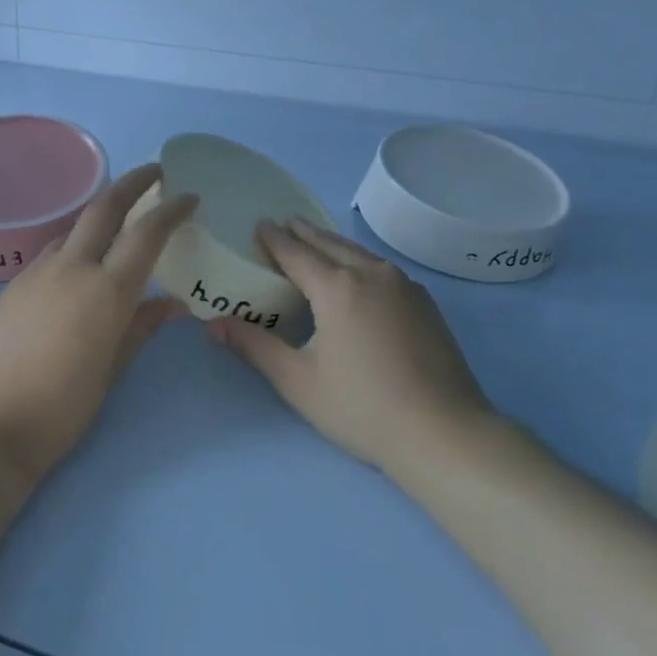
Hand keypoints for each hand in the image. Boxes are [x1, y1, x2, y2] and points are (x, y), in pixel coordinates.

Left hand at [0, 164, 197, 484]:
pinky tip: (75, 271)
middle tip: (154, 173)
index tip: (189, 196)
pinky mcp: (11, 286)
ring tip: (116, 227)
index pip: (147, 233)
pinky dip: (72, 248)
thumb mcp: (113, 369)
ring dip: (98, 217)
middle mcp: (71, 268)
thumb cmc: (63, 407)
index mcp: (106, 290)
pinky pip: (49, 254)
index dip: (171, 210)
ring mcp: (35, 273)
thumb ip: (141, 328)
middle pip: (104, 207)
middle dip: (132, 183)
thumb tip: (169, 304)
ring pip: (72, 229)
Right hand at [207, 217, 498, 474]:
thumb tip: (212, 325)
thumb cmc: (361, 407)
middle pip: (331, 244)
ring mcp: (405, 287)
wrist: (444, 432)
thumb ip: (254, 347)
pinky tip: (359, 274)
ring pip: (360, 253)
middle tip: (284, 223)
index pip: (297, 253)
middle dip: (304, 233)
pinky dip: (360, 261)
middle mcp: (372, 275)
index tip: (259, 224)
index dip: (275, 239)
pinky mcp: (426, 304)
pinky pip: (382, 269)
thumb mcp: (298, 380)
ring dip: (334, 244)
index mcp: (337, 288)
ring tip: (317, 241)